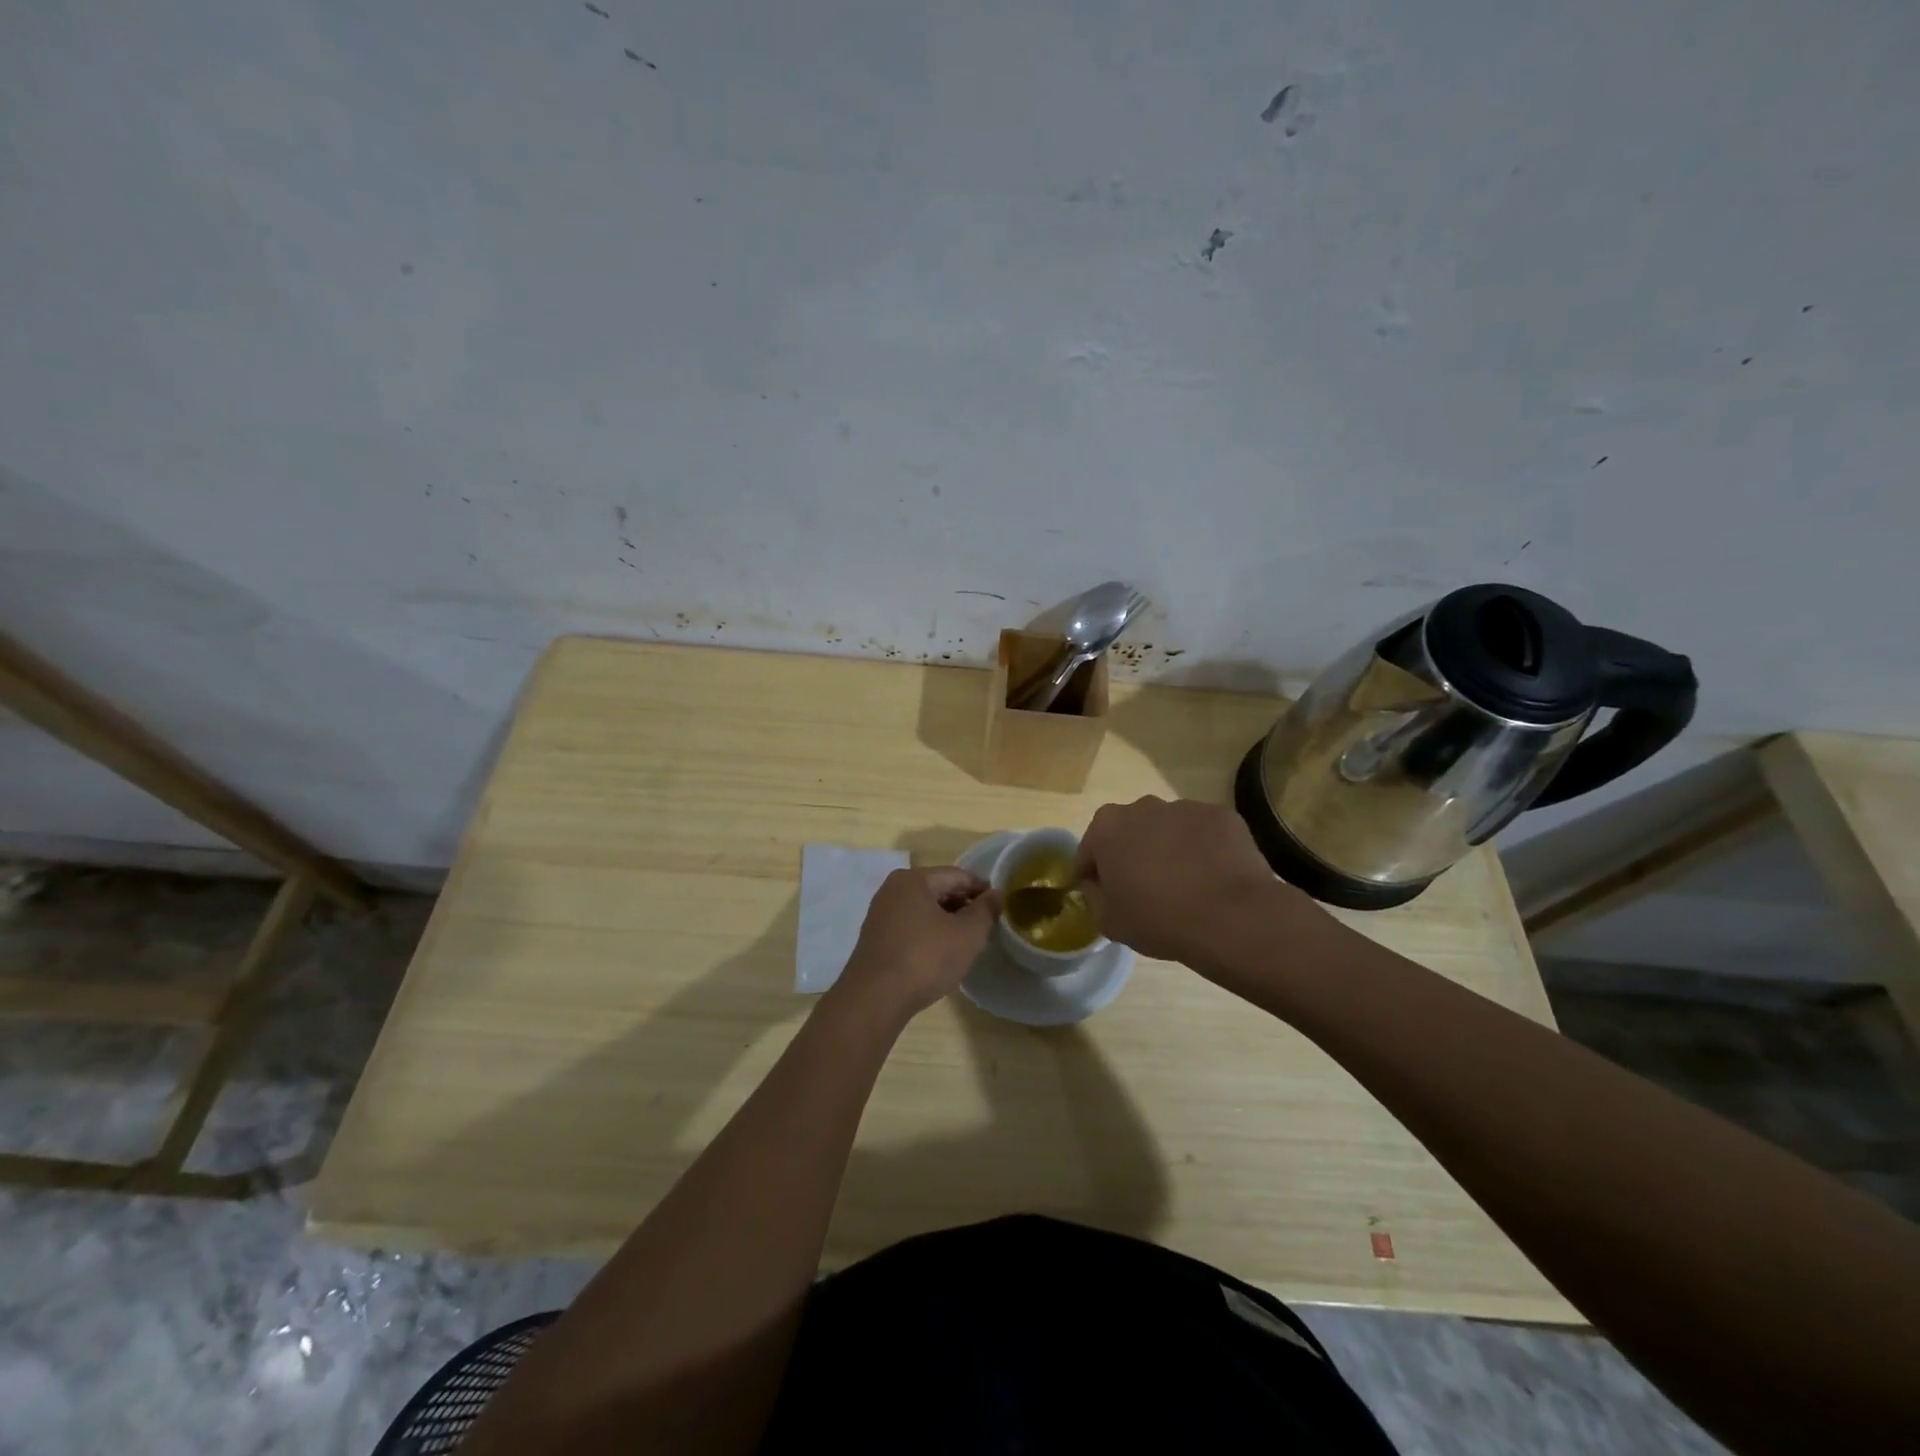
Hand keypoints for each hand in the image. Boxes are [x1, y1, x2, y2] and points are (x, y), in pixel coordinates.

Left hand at [831, 867, 998, 1022]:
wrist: (875, 999)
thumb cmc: (926, 958)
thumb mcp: (967, 934)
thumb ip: (985, 910)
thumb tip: (995, 894)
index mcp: (913, 880)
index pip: (957, 875)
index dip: (982, 889)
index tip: (1000, 906)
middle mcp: (892, 890)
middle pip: (938, 890)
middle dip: (963, 906)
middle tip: (986, 927)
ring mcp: (880, 914)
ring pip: (924, 910)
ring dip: (947, 922)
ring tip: (966, 942)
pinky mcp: (875, 939)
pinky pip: (910, 927)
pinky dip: (929, 935)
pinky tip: (940, 955)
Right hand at [1075, 796, 1309, 963]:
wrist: (1231, 916)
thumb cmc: (1159, 919)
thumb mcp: (1108, 921)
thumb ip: (1093, 895)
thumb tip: (1097, 883)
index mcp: (1107, 828)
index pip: (1089, 850)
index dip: (1091, 874)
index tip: (1100, 893)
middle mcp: (1142, 806)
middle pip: (1129, 831)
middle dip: (1131, 853)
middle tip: (1143, 888)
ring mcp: (1184, 807)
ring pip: (1167, 828)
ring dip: (1167, 848)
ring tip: (1183, 883)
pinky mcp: (1220, 815)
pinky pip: (1202, 833)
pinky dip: (1202, 849)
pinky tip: (1211, 877)